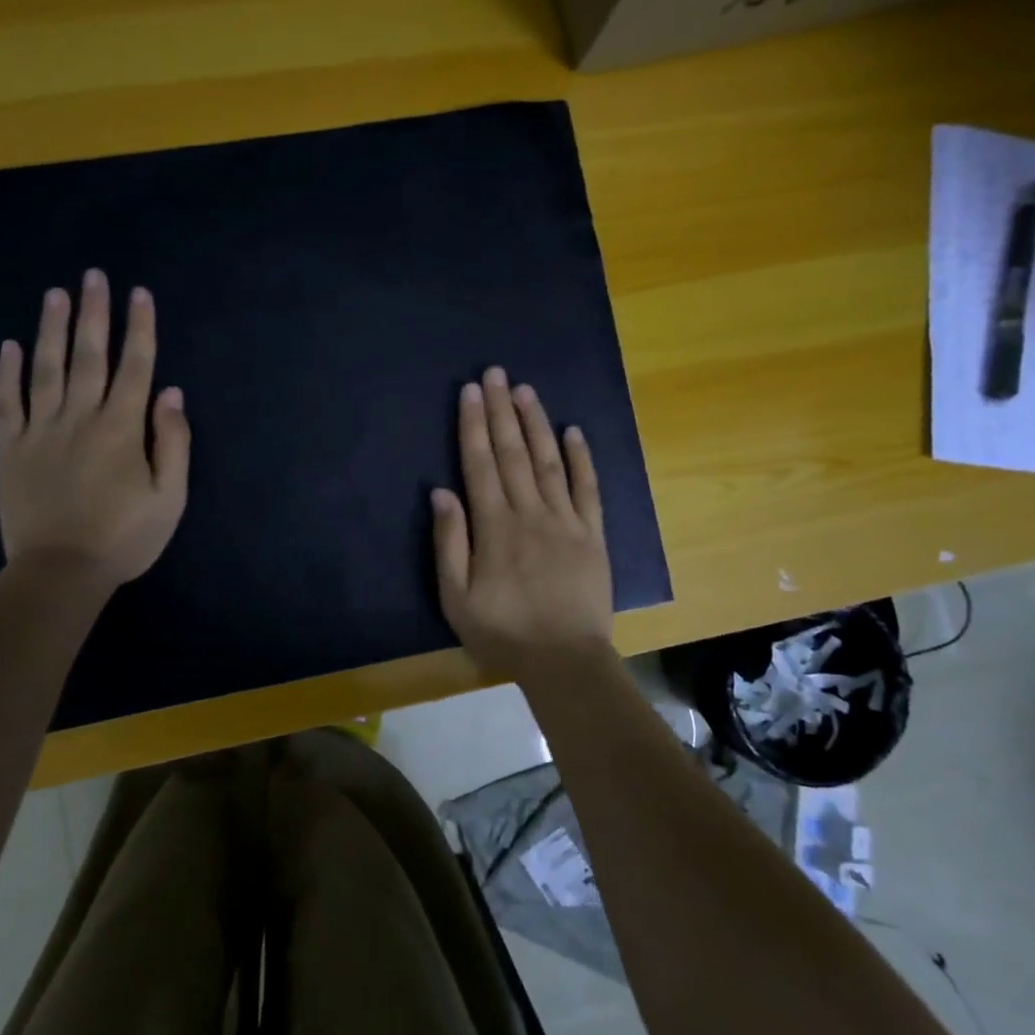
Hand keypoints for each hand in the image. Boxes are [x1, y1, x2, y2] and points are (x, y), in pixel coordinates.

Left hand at [0, 271, 189, 588]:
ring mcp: (40, 431)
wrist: (60, 572)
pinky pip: (6, 403)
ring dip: (51, 329)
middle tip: (94, 276)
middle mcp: (80, 417)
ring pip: (45, 369)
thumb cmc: (125, 537)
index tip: (140, 293)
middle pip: (88, 356)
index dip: (139, 328)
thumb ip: (173, 442)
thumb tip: (170, 393)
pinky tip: (9, 346)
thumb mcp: (170, 497)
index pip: (135, 366)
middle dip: (94, 313)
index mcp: (122, 428)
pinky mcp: (11, 449)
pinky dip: (6, 373)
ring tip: (55, 294)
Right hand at [431, 367, 612, 678]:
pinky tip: (573, 432)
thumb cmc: (504, 632)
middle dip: (501, 410)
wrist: (565, 661)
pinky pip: (588, 489)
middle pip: (512, 453)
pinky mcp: (593, 535)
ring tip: (525, 390)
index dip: (473, 425)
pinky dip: (581, 459)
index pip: (480, 464)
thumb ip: (449, 543)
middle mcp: (530, 512)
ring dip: (536, 424)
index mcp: (495, 527)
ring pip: (549, 461)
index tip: (470, 392)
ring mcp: (566, 521)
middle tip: (494, 373)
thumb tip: (441, 492)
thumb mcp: (457, 598)